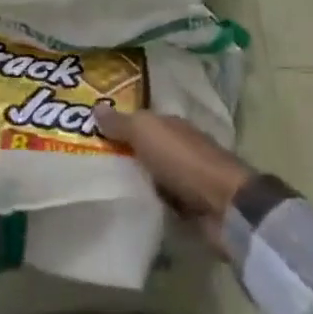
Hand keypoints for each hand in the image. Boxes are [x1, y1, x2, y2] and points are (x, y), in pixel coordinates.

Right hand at [97, 108, 251, 254]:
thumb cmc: (183, 160)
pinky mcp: (191, 207)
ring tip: (101, 186)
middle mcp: (179, 146)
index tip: (92, 133)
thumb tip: (96, 106)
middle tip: (89, 161)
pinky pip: (160, 200)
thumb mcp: (145, 133)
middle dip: (125, 153)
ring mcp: (187, 178)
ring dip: (135, 179)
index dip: (119, 124)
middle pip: (146, 148)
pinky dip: (148, 202)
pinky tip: (127, 206)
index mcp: (171, 124)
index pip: (141, 121)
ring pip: (152, 175)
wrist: (224, 206)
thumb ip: (120, 122)